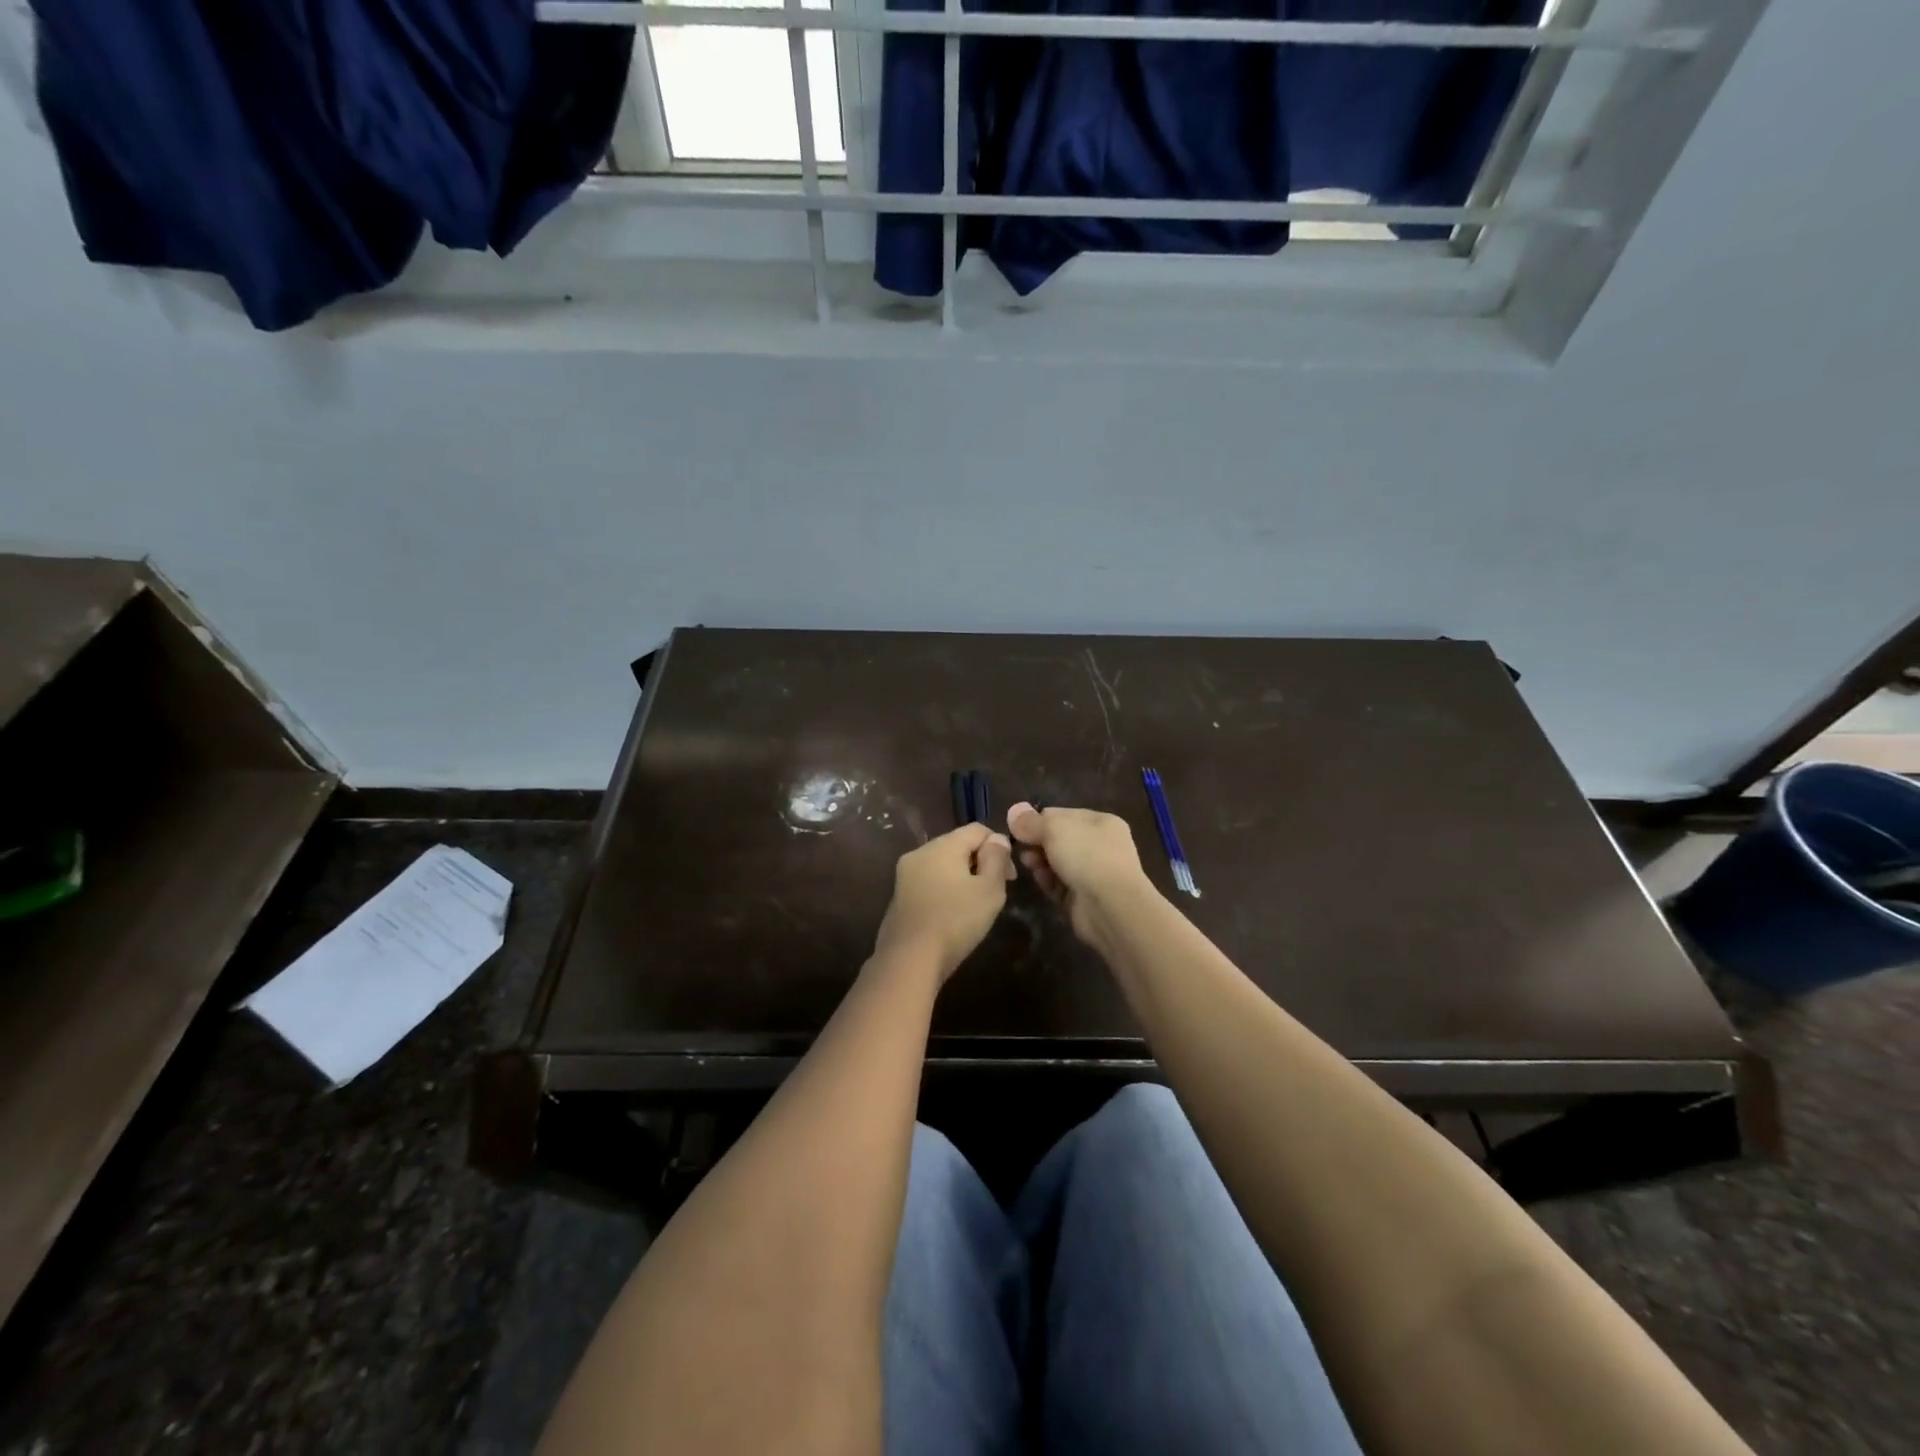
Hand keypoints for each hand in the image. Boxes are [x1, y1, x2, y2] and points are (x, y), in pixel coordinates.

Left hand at [872, 823, 1014, 981]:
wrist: (909, 959)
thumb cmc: (956, 921)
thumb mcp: (989, 890)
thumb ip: (996, 859)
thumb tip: (996, 839)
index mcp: (943, 845)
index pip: (977, 829)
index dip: (999, 846)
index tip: (1010, 876)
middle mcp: (920, 852)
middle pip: (958, 845)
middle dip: (980, 862)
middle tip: (995, 891)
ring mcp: (905, 874)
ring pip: (942, 864)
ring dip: (962, 876)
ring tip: (976, 904)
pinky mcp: (898, 896)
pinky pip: (928, 882)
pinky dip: (945, 889)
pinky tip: (952, 914)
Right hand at [1005, 802, 1150, 945]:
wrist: (1111, 906)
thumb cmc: (1086, 856)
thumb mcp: (1054, 828)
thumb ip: (1031, 822)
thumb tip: (1014, 811)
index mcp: (1101, 822)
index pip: (1063, 815)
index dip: (1039, 820)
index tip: (1019, 828)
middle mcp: (1101, 846)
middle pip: (1059, 839)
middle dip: (1038, 842)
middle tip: (1021, 848)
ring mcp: (1094, 873)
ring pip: (1058, 863)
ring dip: (1040, 862)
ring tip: (1027, 864)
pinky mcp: (1084, 897)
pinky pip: (1060, 885)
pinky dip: (1048, 881)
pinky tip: (1038, 880)